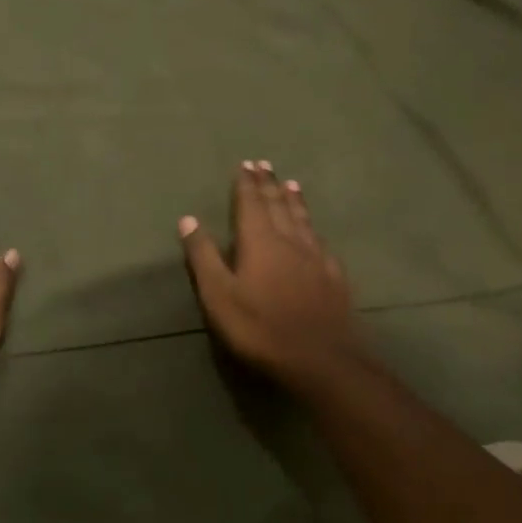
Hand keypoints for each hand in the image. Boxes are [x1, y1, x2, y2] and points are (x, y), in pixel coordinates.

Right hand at [179, 161, 367, 387]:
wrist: (321, 358)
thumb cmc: (260, 327)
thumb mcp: (219, 295)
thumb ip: (203, 256)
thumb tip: (188, 219)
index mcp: (260, 241)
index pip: (251, 203)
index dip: (247, 183)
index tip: (246, 164)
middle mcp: (290, 240)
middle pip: (278, 205)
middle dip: (269, 184)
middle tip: (265, 164)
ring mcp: (316, 257)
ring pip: (302, 219)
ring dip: (294, 199)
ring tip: (291, 183)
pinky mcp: (334, 275)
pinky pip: (320, 240)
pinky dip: (313, 226)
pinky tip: (315, 230)